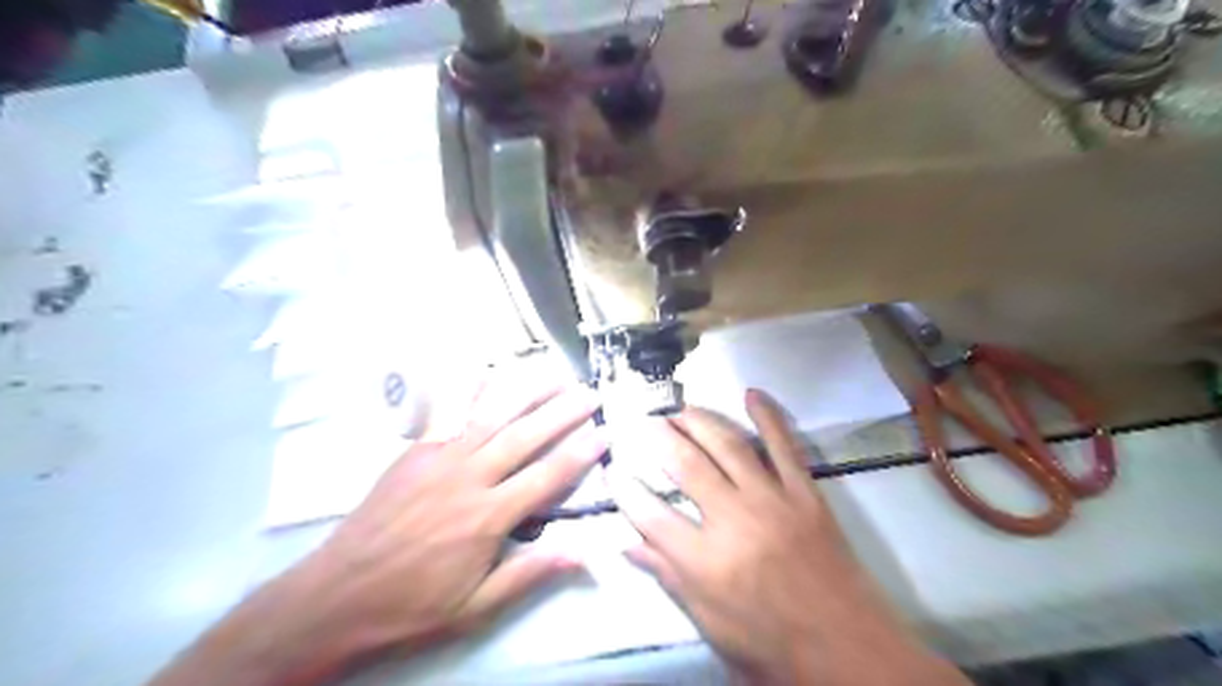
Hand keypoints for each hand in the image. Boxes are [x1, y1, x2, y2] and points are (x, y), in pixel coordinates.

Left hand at [149, 376, 607, 684]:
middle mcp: (470, 477)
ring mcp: (440, 458)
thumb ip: (530, 574)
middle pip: (526, 435)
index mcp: (489, 517)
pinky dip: (469, 389)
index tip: (605, 432)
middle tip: (589, 392)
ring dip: (526, 390)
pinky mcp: (416, 451)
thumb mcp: (476, 607)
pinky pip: (447, 412)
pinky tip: (487, 371)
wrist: (337, 595)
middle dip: (563, 411)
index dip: (581, 453)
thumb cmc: (413, 605)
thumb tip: (583, 553)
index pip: (548, 476)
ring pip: (492, 414)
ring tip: (553, 373)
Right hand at [612, 392, 963, 685]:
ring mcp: (773, 500)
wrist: (848, 650)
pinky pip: (785, 444)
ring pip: (728, 445)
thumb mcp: (710, 622)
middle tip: (645, 423)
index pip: (649, 513)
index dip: (625, 487)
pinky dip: (768, 415)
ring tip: (680, 409)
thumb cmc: (771, 645)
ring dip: (700, 420)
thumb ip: (668, 576)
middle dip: (659, 437)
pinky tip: (751, 393)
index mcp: (705, 562)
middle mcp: (734, 521)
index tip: (613, 468)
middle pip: (686, 465)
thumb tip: (627, 544)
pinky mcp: (805, 493)